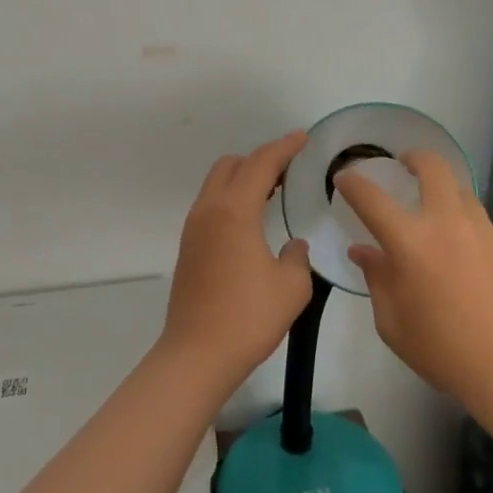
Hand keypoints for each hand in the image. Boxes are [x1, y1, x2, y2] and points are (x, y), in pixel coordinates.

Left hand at [161, 131, 314, 387]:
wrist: (197, 355)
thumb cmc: (248, 317)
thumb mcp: (291, 287)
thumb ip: (297, 257)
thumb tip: (292, 246)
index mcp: (234, 211)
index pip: (261, 163)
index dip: (284, 147)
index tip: (303, 137)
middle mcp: (209, 210)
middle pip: (231, 165)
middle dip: (260, 159)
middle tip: (289, 169)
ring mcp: (194, 228)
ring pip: (217, 184)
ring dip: (244, 179)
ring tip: (274, 192)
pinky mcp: (189, 247)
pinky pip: (212, 205)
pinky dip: (233, 199)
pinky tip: (252, 221)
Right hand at [337, 151, 492, 407]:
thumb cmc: (441, 349)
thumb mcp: (392, 322)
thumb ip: (377, 279)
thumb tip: (364, 252)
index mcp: (409, 242)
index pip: (371, 198)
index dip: (353, 183)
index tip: (344, 178)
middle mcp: (446, 223)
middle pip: (433, 168)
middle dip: (415, 158)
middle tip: (406, 165)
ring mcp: (482, 231)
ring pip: (462, 191)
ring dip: (443, 191)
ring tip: (436, 210)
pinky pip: (481, 225)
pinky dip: (465, 228)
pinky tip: (465, 257)